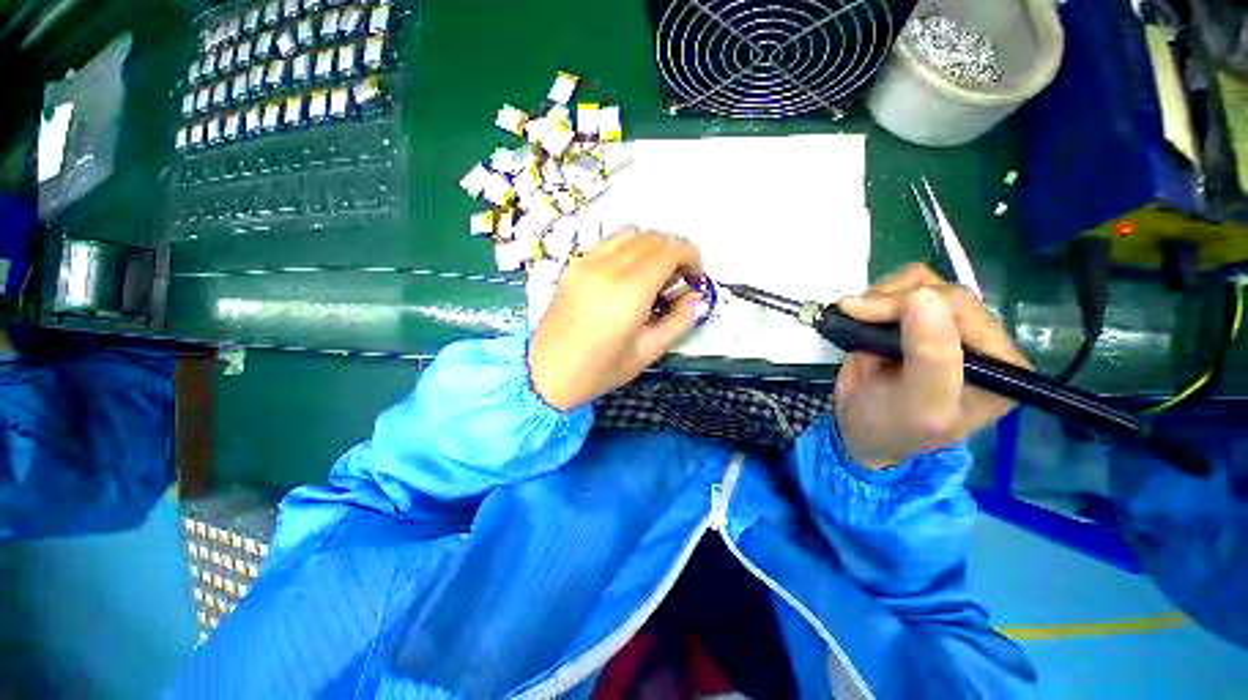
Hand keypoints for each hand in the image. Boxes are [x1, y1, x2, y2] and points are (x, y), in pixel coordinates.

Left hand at [529, 227, 704, 410]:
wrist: (546, 373)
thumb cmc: (600, 370)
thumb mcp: (648, 352)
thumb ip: (679, 321)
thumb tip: (695, 297)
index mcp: (629, 291)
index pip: (671, 250)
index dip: (691, 257)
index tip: (694, 278)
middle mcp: (608, 268)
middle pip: (654, 237)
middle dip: (674, 254)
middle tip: (674, 283)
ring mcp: (587, 263)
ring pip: (631, 233)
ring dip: (650, 249)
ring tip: (650, 278)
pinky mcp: (574, 265)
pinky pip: (608, 243)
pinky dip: (627, 250)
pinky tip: (624, 278)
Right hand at [834, 263, 1031, 468]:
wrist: (861, 431)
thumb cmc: (892, 427)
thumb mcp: (918, 403)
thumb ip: (930, 355)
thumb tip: (922, 294)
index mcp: (1000, 364)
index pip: (963, 309)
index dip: (909, 303)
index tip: (858, 314)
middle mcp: (980, 340)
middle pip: (942, 291)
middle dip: (890, 301)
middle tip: (852, 317)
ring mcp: (947, 327)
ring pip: (921, 281)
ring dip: (881, 298)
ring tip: (858, 324)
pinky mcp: (918, 320)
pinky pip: (902, 287)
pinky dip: (875, 298)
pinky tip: (863, 320)